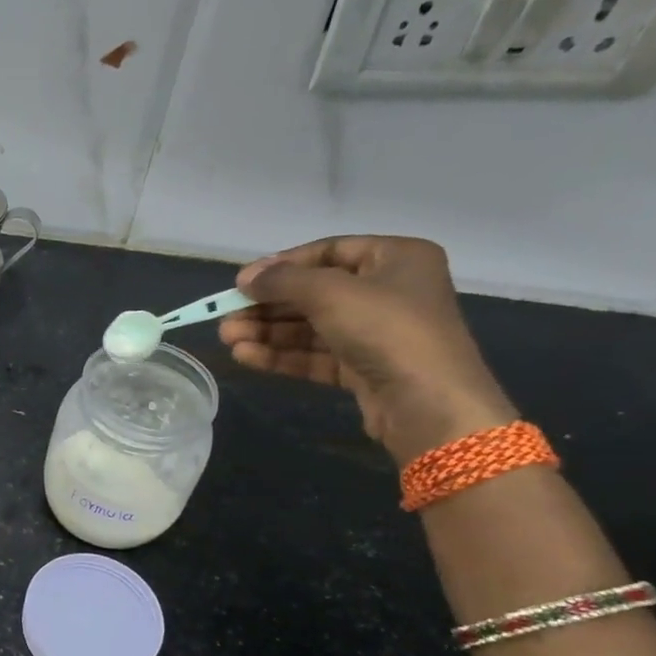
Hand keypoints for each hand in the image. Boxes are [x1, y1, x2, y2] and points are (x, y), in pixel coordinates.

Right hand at [218, 235, 516, 463]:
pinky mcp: (363, 369)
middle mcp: (389, 291)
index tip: (243, 282)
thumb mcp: (330, 292)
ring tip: (228, 339)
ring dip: (268, 332)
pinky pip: (316, 355)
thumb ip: (283, 280)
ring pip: (311, 327)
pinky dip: (282, 354)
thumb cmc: (387, 329)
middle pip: (314, 292)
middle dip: (268, 305)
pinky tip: (247, 356)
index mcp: (396, 258)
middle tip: (226, 315)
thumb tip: (245, 278)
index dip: (283, 264)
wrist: (428, 403)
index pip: (329, 251)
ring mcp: (376, 333)